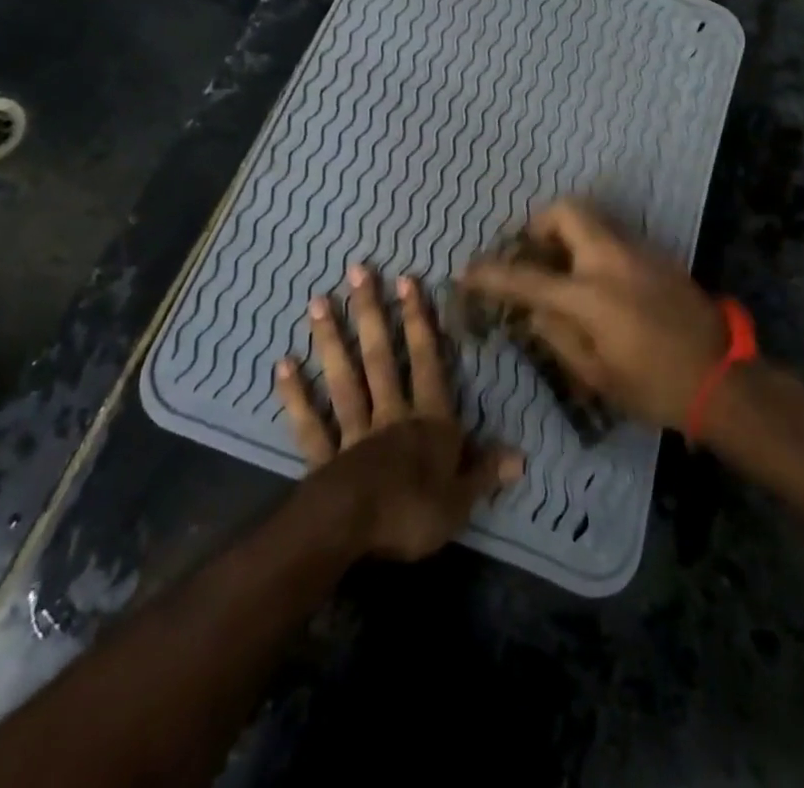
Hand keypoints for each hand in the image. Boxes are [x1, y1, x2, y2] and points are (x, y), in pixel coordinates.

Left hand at [275, 265, 522, 560]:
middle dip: (370, 313)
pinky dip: (296, 395)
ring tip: (317, 301)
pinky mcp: (324, 457)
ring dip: (330, 340)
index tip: (406, 280)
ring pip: (344, 379)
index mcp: (428, 421)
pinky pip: (310, 423)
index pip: (427, 362)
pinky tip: (282, 365)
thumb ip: (485, 472)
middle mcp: (390, 415)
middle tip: (356, 271)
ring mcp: (353, 432)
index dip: (418, 321)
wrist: (353, 531)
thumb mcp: (461, 500)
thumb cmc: (413, 513)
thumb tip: (521, 456)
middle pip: (380, 358)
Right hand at [459, 199, 729, 430]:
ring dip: (567, 235)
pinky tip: (594, 282)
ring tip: (560, 270)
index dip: (492, 274)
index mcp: (591, 295)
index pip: (528, 277)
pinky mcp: (658, 255)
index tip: (467, 272)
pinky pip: (613, 237)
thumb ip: (556, 336)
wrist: (724, 379)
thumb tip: (532, 310)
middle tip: (531, 255)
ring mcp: (639, 251)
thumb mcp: (596, 374)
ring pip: (593, 220)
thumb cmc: (655, 387)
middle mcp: (612, 260)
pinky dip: (592, 247)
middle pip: (566, 211)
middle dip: (539, 225)